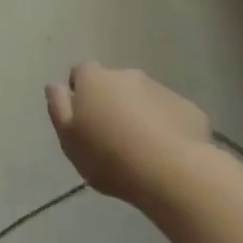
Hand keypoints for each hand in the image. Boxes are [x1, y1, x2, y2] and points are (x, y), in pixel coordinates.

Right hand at [46, 62, 210, 205]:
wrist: (172, 171)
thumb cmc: (109, 156)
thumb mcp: (69, 138)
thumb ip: (58, 108)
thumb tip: (54, 85)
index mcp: (94, 80)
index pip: (81, 71)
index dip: (80, 91)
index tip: (83, 117)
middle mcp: (127, 75)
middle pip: (113, 84)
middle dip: (112, 103)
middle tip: (111, 138)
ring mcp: (161, 89)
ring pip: (143, 98)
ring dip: (139, 114)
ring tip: (141, 150)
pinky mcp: (188, 108)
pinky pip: (170, 114)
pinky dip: (166, 127)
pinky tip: (166, 154)